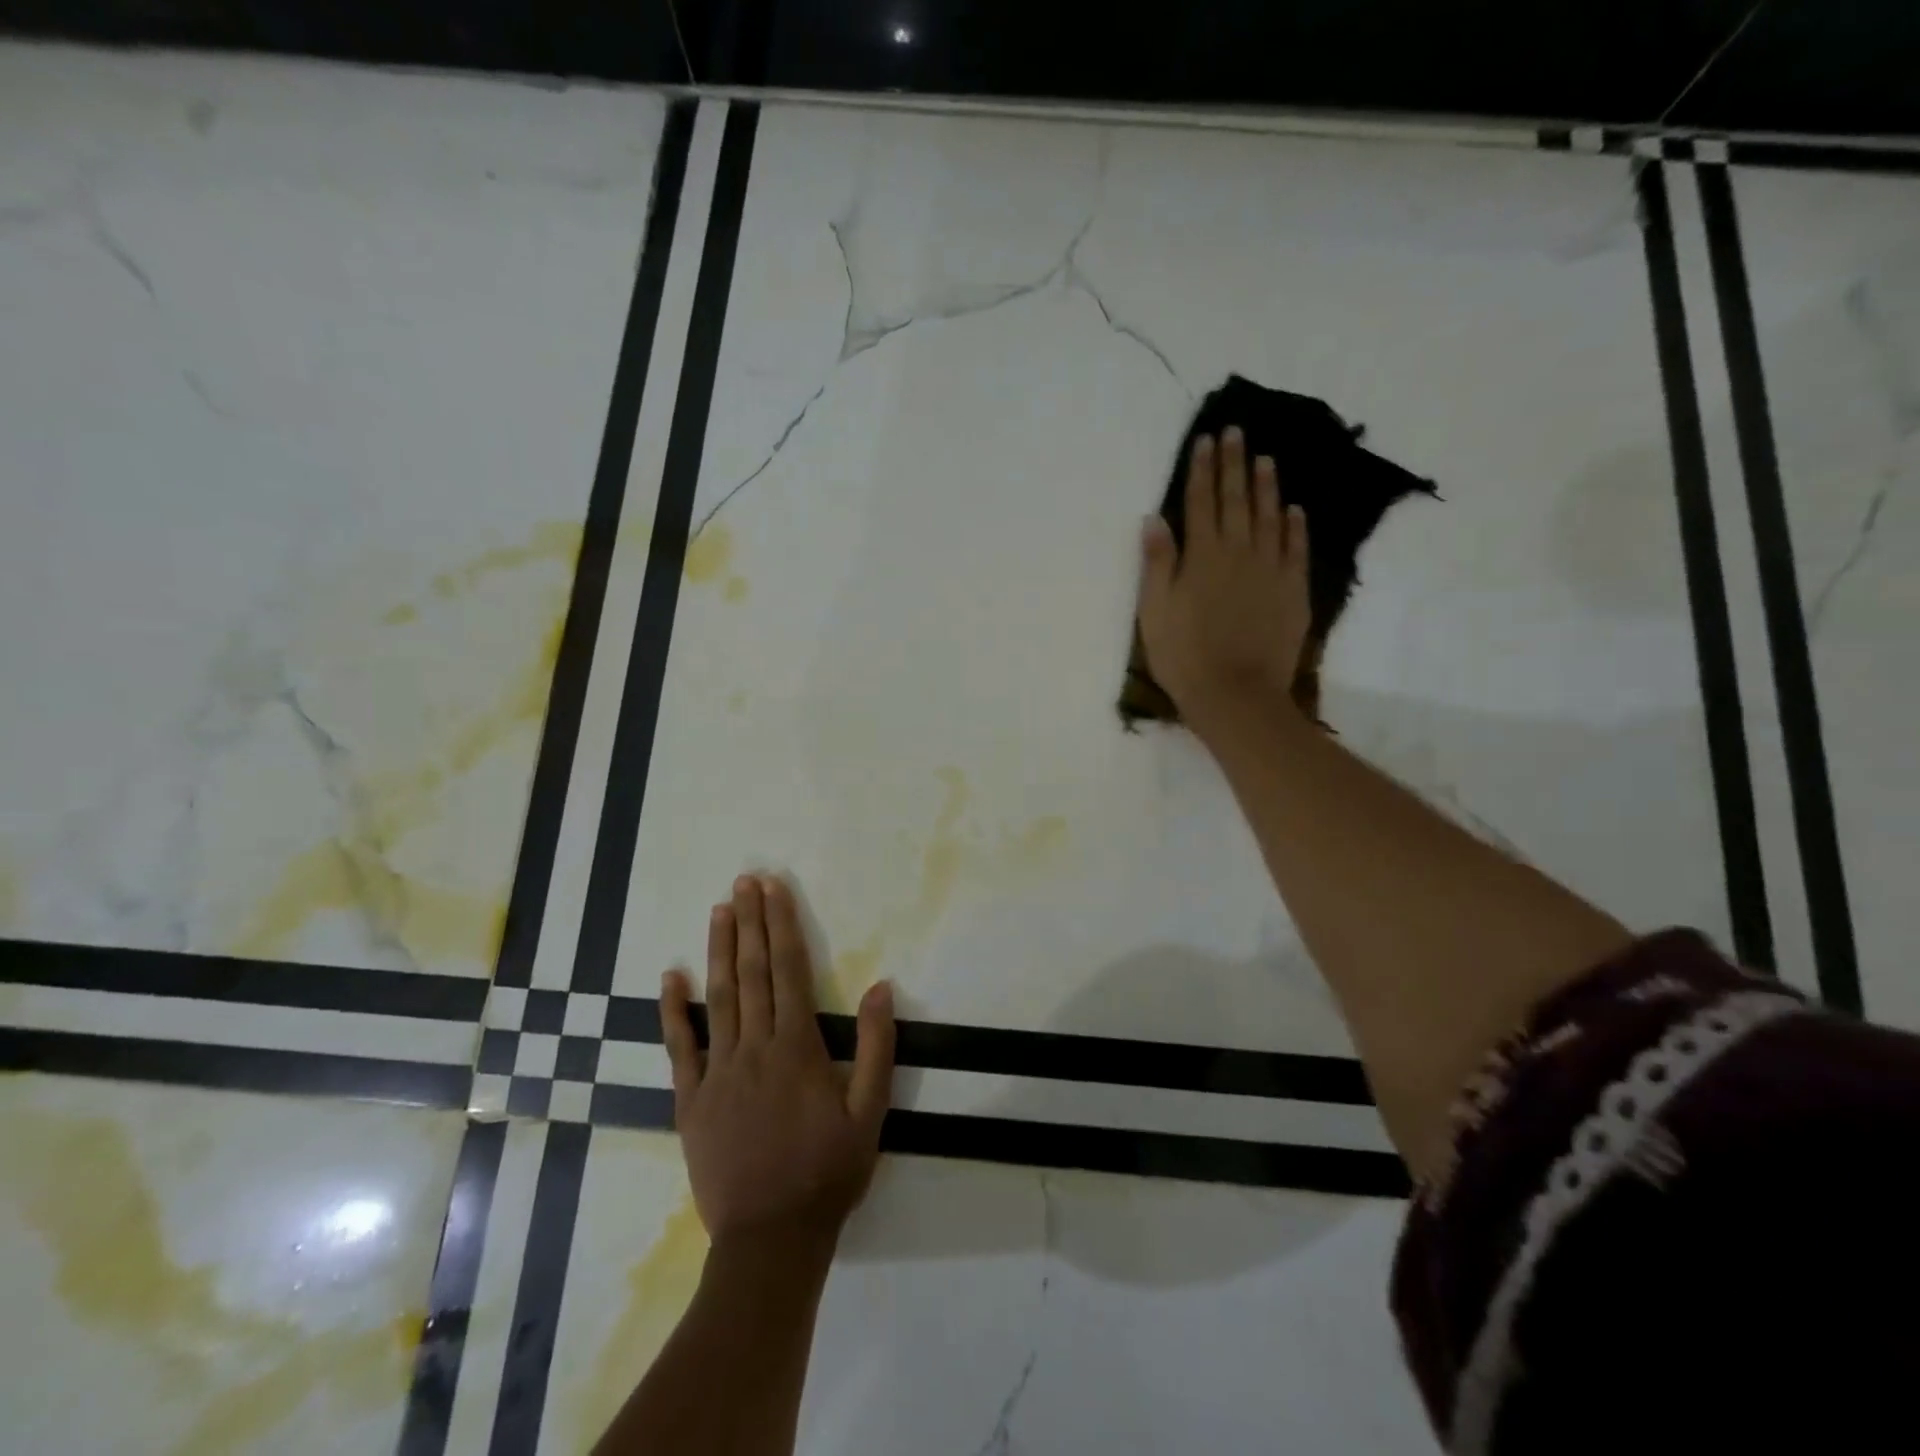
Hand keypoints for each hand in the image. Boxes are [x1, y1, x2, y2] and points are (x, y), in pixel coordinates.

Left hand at [661, 874, 895, 1256]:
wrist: (771, 1240)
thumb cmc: (828, 1172)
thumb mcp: (870, 1112)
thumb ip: (877, 1046)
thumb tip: (880, 986)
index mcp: (797, 1047)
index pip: (789, 970)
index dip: (782, 925)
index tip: (774, 889)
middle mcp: (754, 1048)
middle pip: (752, 972)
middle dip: (750, 923)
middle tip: (744, 881)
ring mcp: (717, 1073)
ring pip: (718, 998)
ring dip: (719, 950)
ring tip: (719, 910)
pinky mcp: (690, 1100)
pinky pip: (679, 1047)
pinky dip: (673, 1010)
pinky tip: (670, 976)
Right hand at [1136, 427, 1312, 738]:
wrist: (1235, 694)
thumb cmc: (1184, 656)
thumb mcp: (1154, 611)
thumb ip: (1157, 563)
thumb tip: (1154, 519)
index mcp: (1201, 557)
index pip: (1200, 503)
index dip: (1202, 471)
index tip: (1206, 440)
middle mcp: (1238, 553)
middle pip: (1236, 501)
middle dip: (1234, 465)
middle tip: (1236, 432)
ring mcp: (1270, 571)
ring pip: (1270, 518)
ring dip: (1267, 486)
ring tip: (1266, 459)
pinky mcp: (1293, 591)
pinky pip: (1296, 550)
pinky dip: (1295, 527)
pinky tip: (1294, 509)